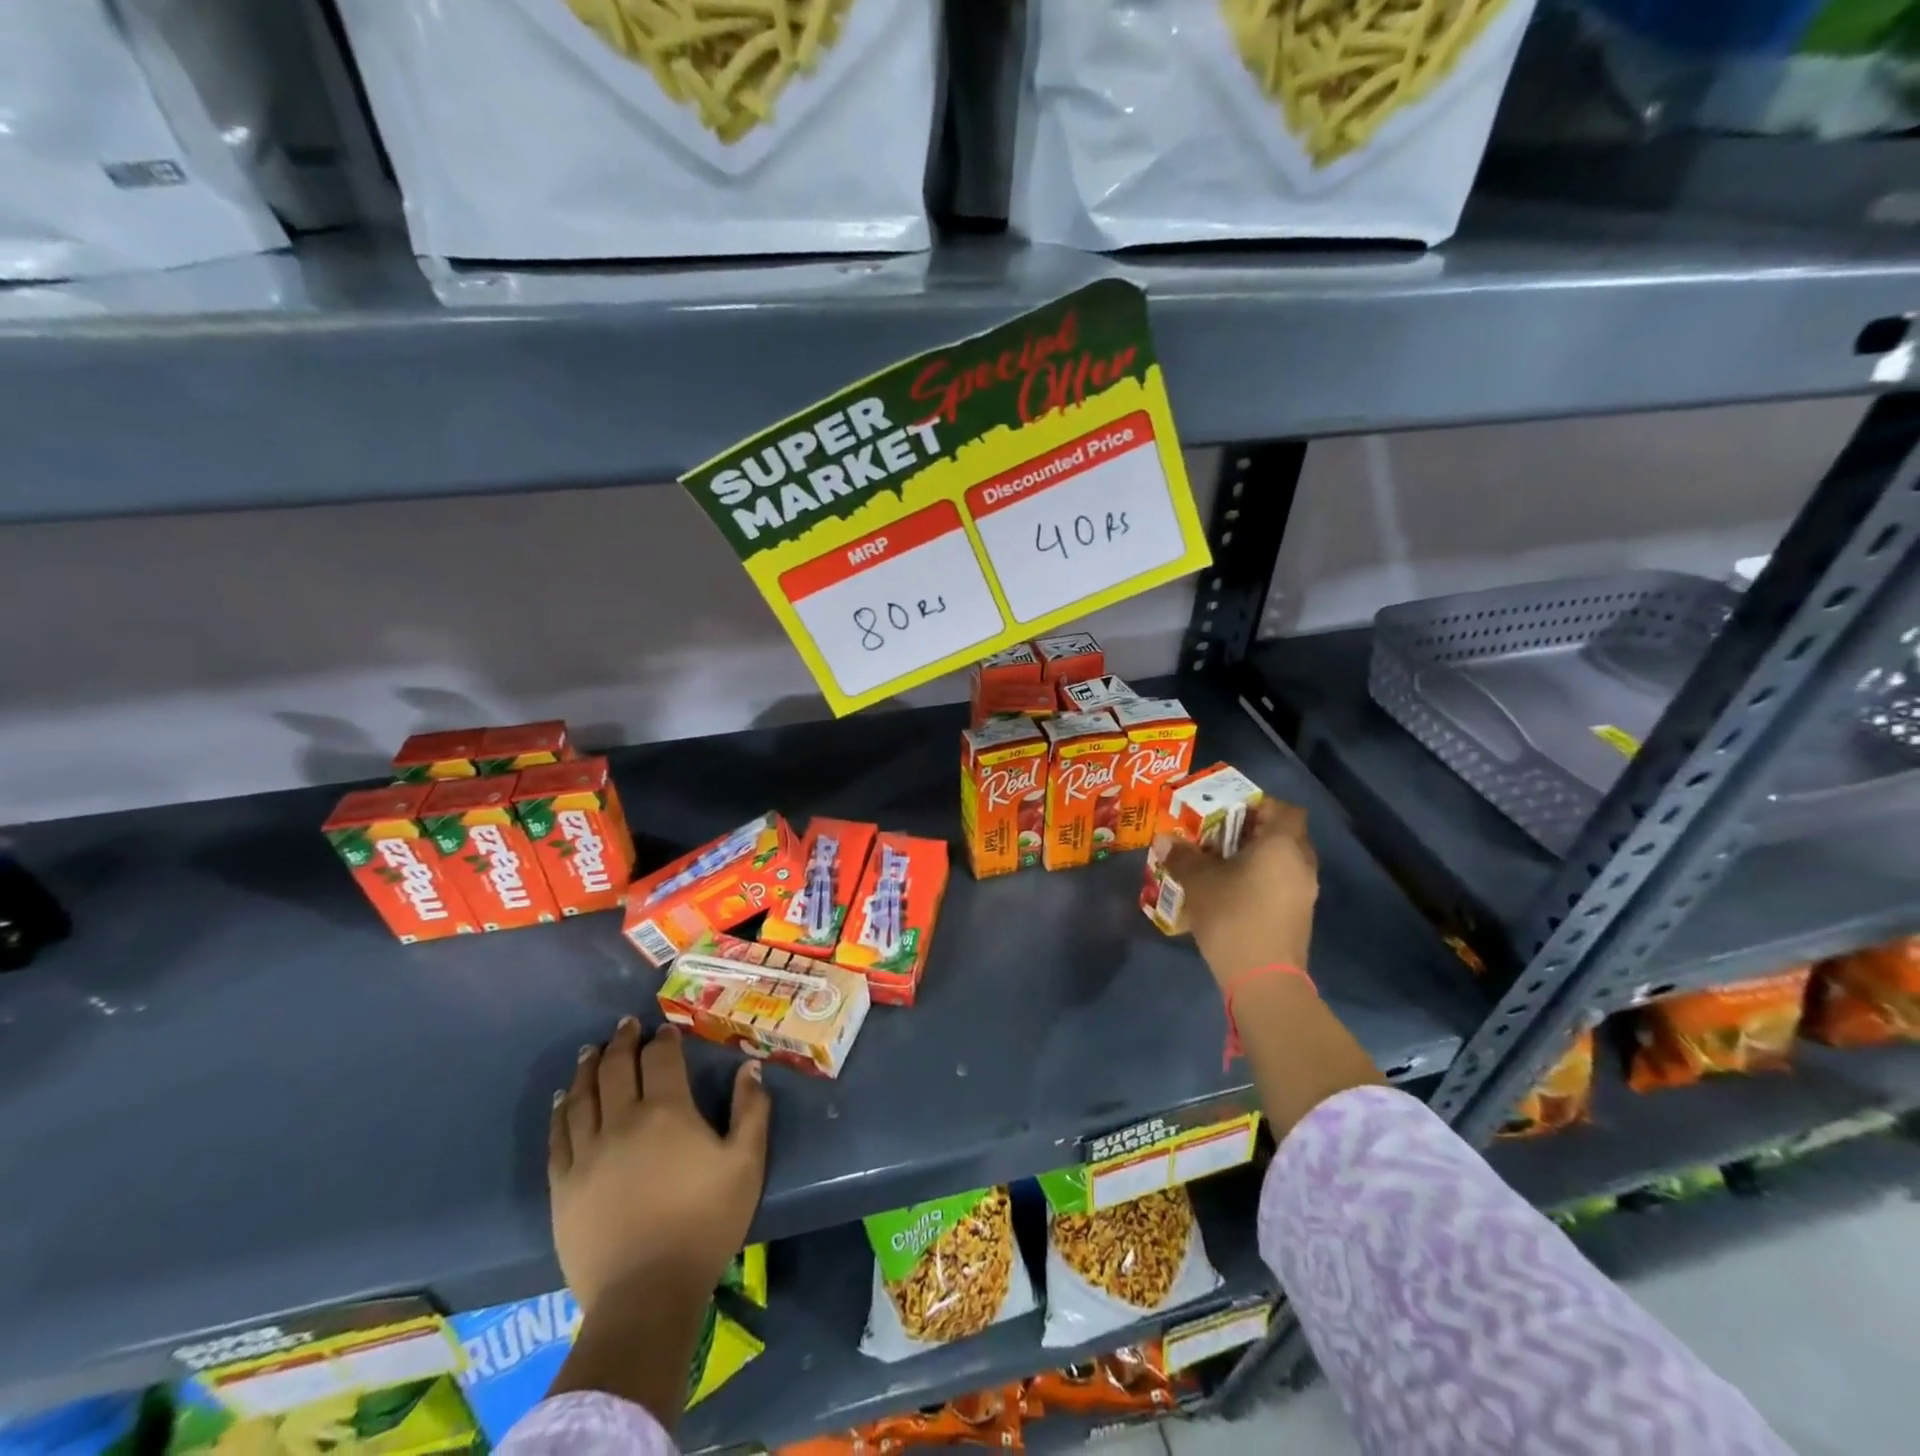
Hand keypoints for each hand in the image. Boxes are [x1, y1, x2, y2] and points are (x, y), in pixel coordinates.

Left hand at [549, 1019, 771, 1316]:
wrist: (646, 1295)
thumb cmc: (704, 1224)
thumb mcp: (746, 1164)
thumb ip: (751, 1110)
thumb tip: (750, 1067)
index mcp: (668, 1113)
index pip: (661, 1059)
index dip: (663, 1040)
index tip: (664, 1030)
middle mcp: (623, 1121)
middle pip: (617, 1068)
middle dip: (622, 1042)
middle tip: (624, 1025)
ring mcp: (587, 1153)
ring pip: (583, 1096)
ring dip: (588, 1068)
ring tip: (591, 1050)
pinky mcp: (563, 1185)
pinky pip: (558, 1136)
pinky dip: (561, 1110)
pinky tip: (563, 1098)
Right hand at [1160, 799, 1318, 989]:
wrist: (1263, 980)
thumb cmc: (1233, 916)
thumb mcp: (1199, 882)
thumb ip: (1182, 856)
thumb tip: (1163, 839)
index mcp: (1282, 845)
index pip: (1285, 809)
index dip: (1260, 805)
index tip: (1230, 811)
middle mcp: (1301, 864)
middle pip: (1284, 835)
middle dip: (1253, 833)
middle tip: (1219, 836)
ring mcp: (1304, 894)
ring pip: (1282, 863)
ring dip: (1256, 860)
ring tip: (1220, 865)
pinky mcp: (1298, 918)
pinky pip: (1281, 886)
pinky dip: (1260, 882)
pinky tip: (1230, 893)